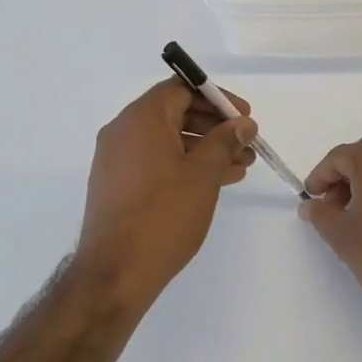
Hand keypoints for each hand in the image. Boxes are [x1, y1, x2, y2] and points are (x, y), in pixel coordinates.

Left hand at [77, 78, 256, 303]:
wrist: (115, 273)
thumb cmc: (164, 215)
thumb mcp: (204, 174)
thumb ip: (225, 141)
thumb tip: (242, 124)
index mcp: (141, 119)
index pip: (181, 89)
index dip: (216, 98)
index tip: (244, 117)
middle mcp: (123, 131)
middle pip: (174, 113)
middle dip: (214, 126)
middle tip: (245, 144)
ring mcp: (116, 160)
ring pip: (167, 140)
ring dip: (204, 148)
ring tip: (240, 166)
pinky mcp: (117, 185)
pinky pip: (155, 161)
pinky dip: (184, 164)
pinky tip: (215, 181)